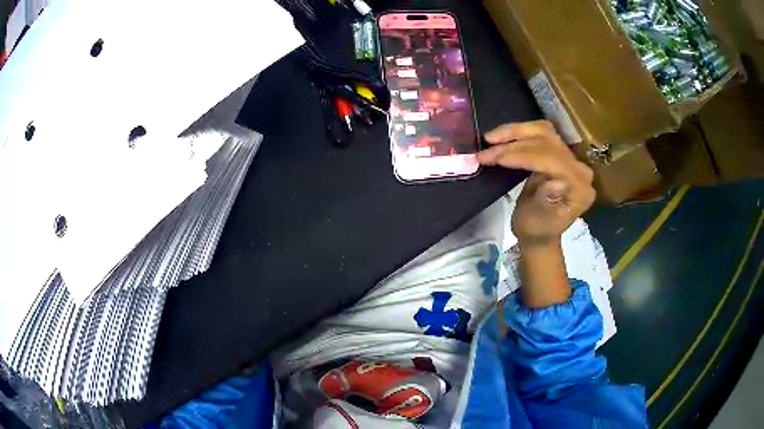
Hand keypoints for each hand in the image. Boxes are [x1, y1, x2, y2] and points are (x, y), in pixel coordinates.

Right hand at [477, 121, 595, 246]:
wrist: (540, 233)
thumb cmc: (537, 231)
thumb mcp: (538, 222)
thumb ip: (548, 201)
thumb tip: (556, 182)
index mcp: (579, 189)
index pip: (551, 161)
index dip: (523, 155)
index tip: (495, 158)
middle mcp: (580, 170)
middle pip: (548, 142)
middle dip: (514, 144)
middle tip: (486, 150)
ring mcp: (572, 159)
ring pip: (544, 132)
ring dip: (516, 132)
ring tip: (491, 138)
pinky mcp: (561, 153)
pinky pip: (542, 135)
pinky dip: (520, 133)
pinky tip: (503, 136)